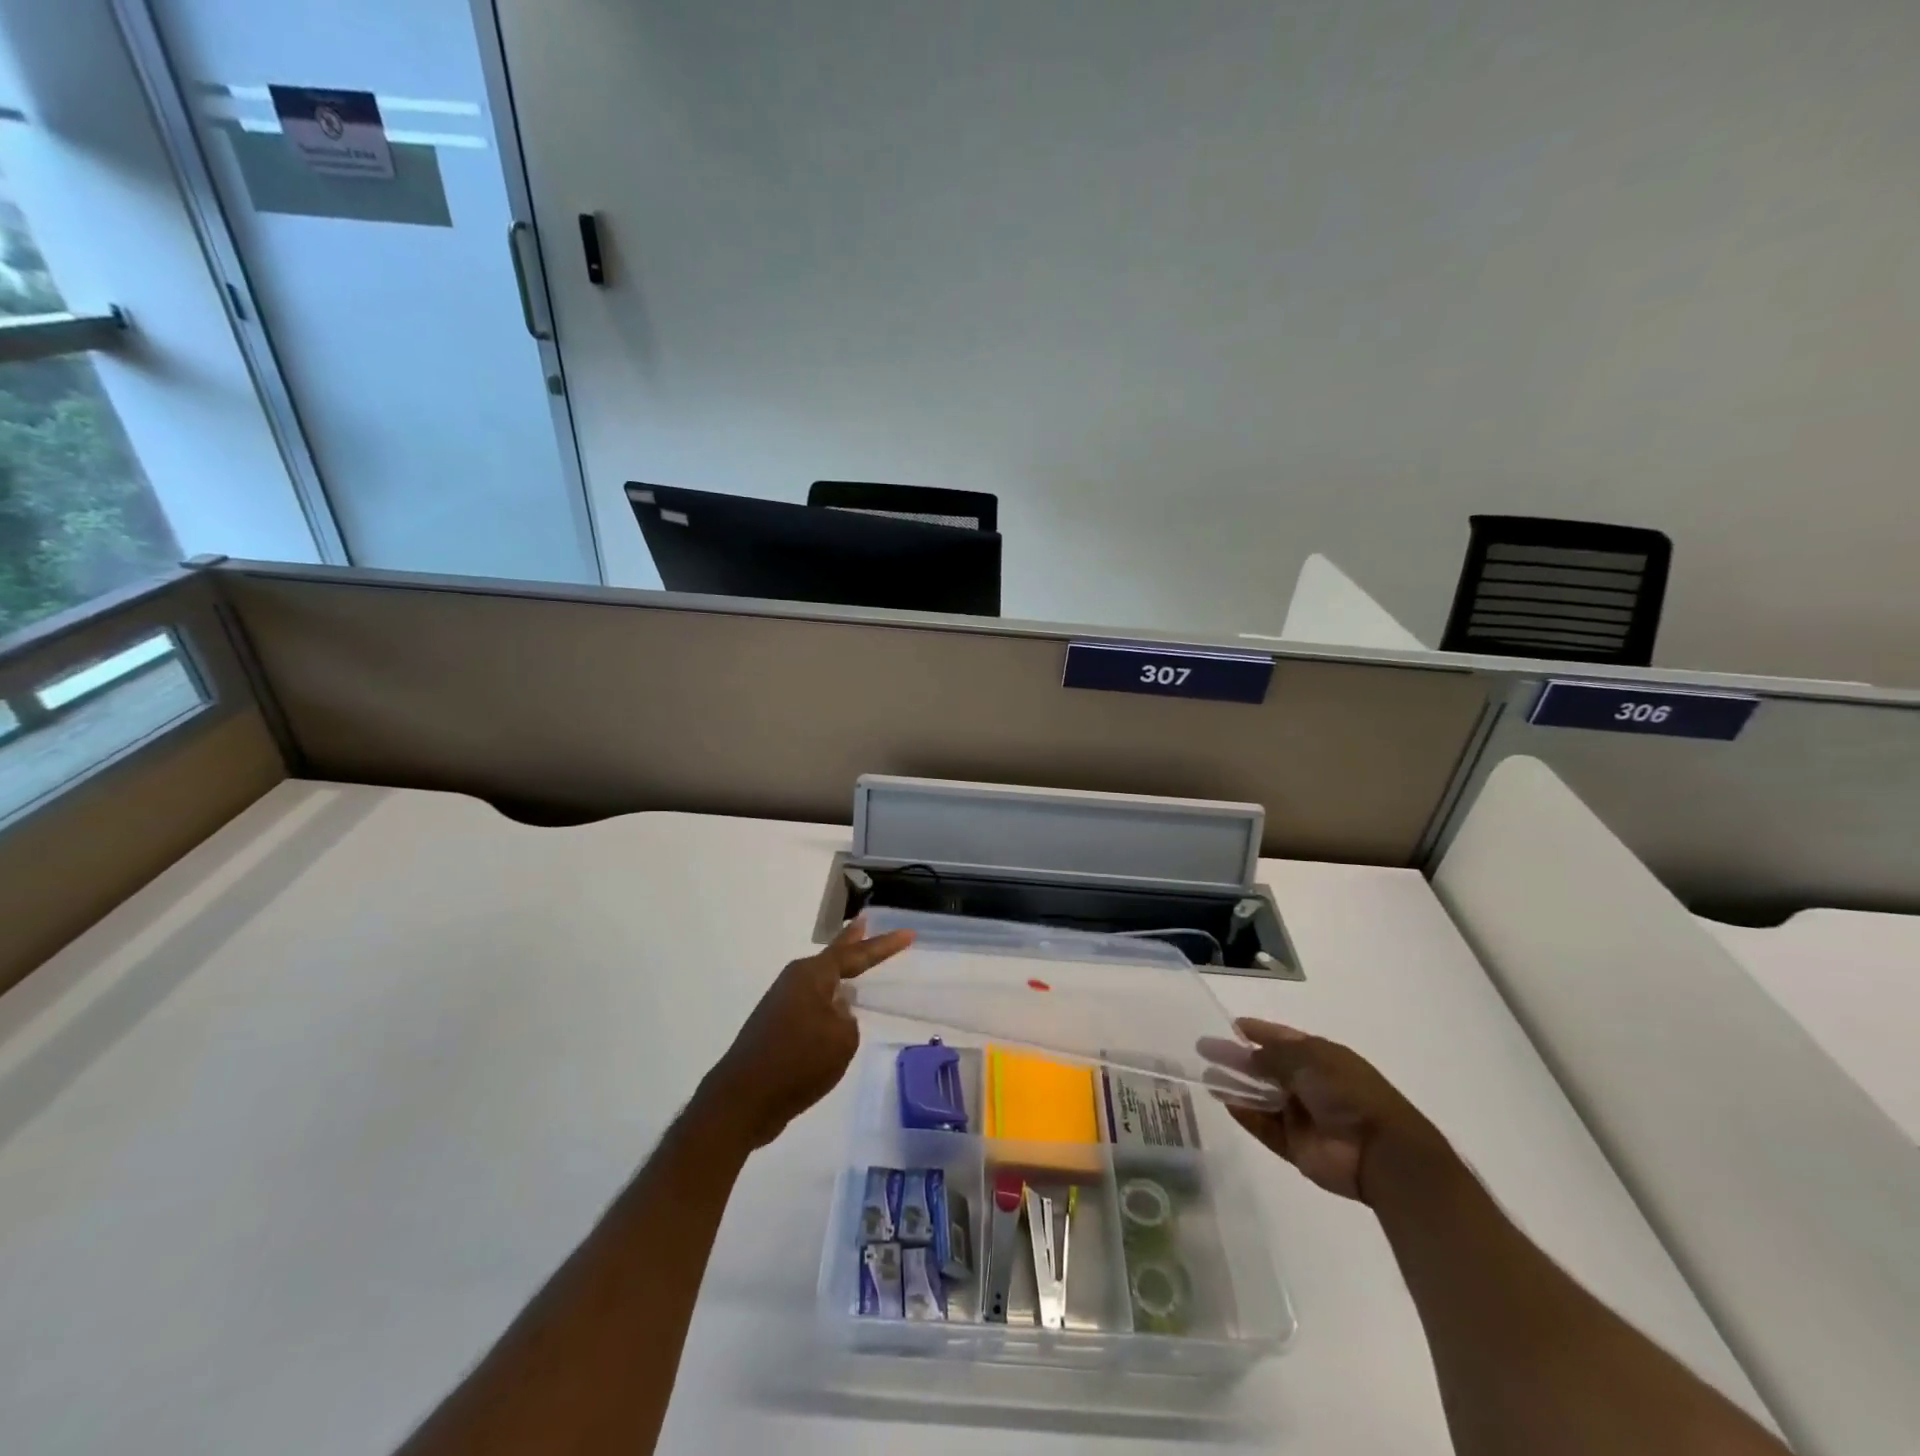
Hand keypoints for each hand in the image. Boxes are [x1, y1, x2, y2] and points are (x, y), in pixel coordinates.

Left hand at [694, 917, 914, 1152]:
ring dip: (839, 973)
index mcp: (812, 976)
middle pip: (833, 957)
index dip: (884, 946)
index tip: (909, 934)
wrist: (743, 1100)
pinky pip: (813, 1005)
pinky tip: (837, 1010)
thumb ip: (849, 1019)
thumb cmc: (797, 1062)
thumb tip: (838, 1012)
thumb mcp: (842, 1040)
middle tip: (865, 921)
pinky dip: (828, 1001)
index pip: (856, 954)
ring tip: (856, 963)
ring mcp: (783, 1004)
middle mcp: (795, 981)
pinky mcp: (777, 1028)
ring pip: (821, 982)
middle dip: (852, 942)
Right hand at [1198, 1018, 1446, 1204]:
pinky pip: (1265, 1127)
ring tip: (1206, 1076)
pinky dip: (1246, 1115)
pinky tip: (1225, 1102)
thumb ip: (1273, 1054)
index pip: (1282, 1039)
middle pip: (1266, 1067)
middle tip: (1204, 1049)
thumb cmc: (1348, 1092)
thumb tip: (1246, 1052)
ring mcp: (1302, 1116)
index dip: (1257, 1030)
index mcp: (1320, 1058)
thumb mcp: (1309, 1058)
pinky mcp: (1296, 1146)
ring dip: (1236, 1086)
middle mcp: (1309, 1084)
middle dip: (1237, 1057)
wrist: (1380, 1152)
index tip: (1230, 1025)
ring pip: (1261, 1097)